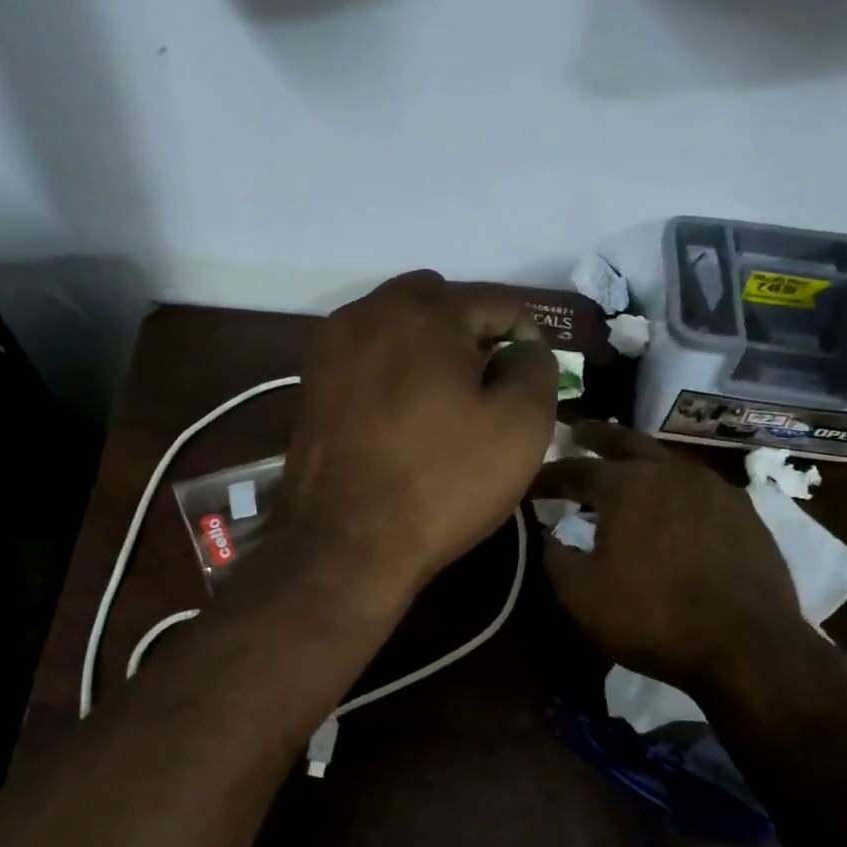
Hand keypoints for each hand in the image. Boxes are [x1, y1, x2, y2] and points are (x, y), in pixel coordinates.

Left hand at [280, 271, 557, 595]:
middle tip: (487, 388)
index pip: (497, 301)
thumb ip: (536, 368)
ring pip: (396, 329)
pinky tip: (403, 419)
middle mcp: (368, 312)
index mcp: (423, 310)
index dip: (527, 338)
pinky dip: (392, 374)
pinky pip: (366, 360)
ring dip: (428, 351)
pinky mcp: (311, 386)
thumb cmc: (443, 482)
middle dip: (471, 334)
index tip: (532, 381)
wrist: (345, 544)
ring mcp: (330, 349)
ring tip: (445, 405)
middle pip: (439, 304)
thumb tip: (521, 349)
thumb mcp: (522, 426)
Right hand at [532, 422, 811, 691]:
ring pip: (668, 462)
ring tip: (626, 471)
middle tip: (579, 431)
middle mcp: (672, 473)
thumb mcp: (581, 595)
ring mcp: (715, 490)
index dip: (547, 476)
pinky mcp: (745, 515)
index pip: (574, 469)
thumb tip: (549, 537)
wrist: (746, 646)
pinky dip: (675, 489)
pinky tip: (674, 506)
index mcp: (627, 485)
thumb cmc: (652, 616)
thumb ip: (556, 559)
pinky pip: (699, 489)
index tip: (528, 483)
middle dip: (598, 436)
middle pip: (627, 441)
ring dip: (640, 461)